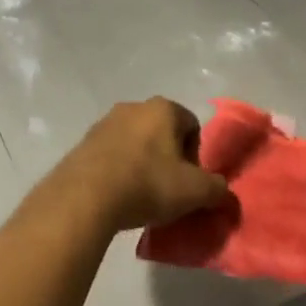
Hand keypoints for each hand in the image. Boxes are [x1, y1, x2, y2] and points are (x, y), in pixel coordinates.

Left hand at [54, 98, 230, 232]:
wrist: (85, 198)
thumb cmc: (148, 184)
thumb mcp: (195, 192)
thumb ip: (217, 189)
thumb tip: (223, 193)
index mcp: (163, 108)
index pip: (192, 126)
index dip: (195, 156)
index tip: (189, 182)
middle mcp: (132, 107)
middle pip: (162, 133)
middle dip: (168, 159)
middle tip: (168, 189)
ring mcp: (103, 123)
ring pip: (134, 143)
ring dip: (142, 164)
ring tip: (141, 196)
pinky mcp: (82, 144)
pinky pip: (110, 155)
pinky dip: (118, 171)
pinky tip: (118, 195)